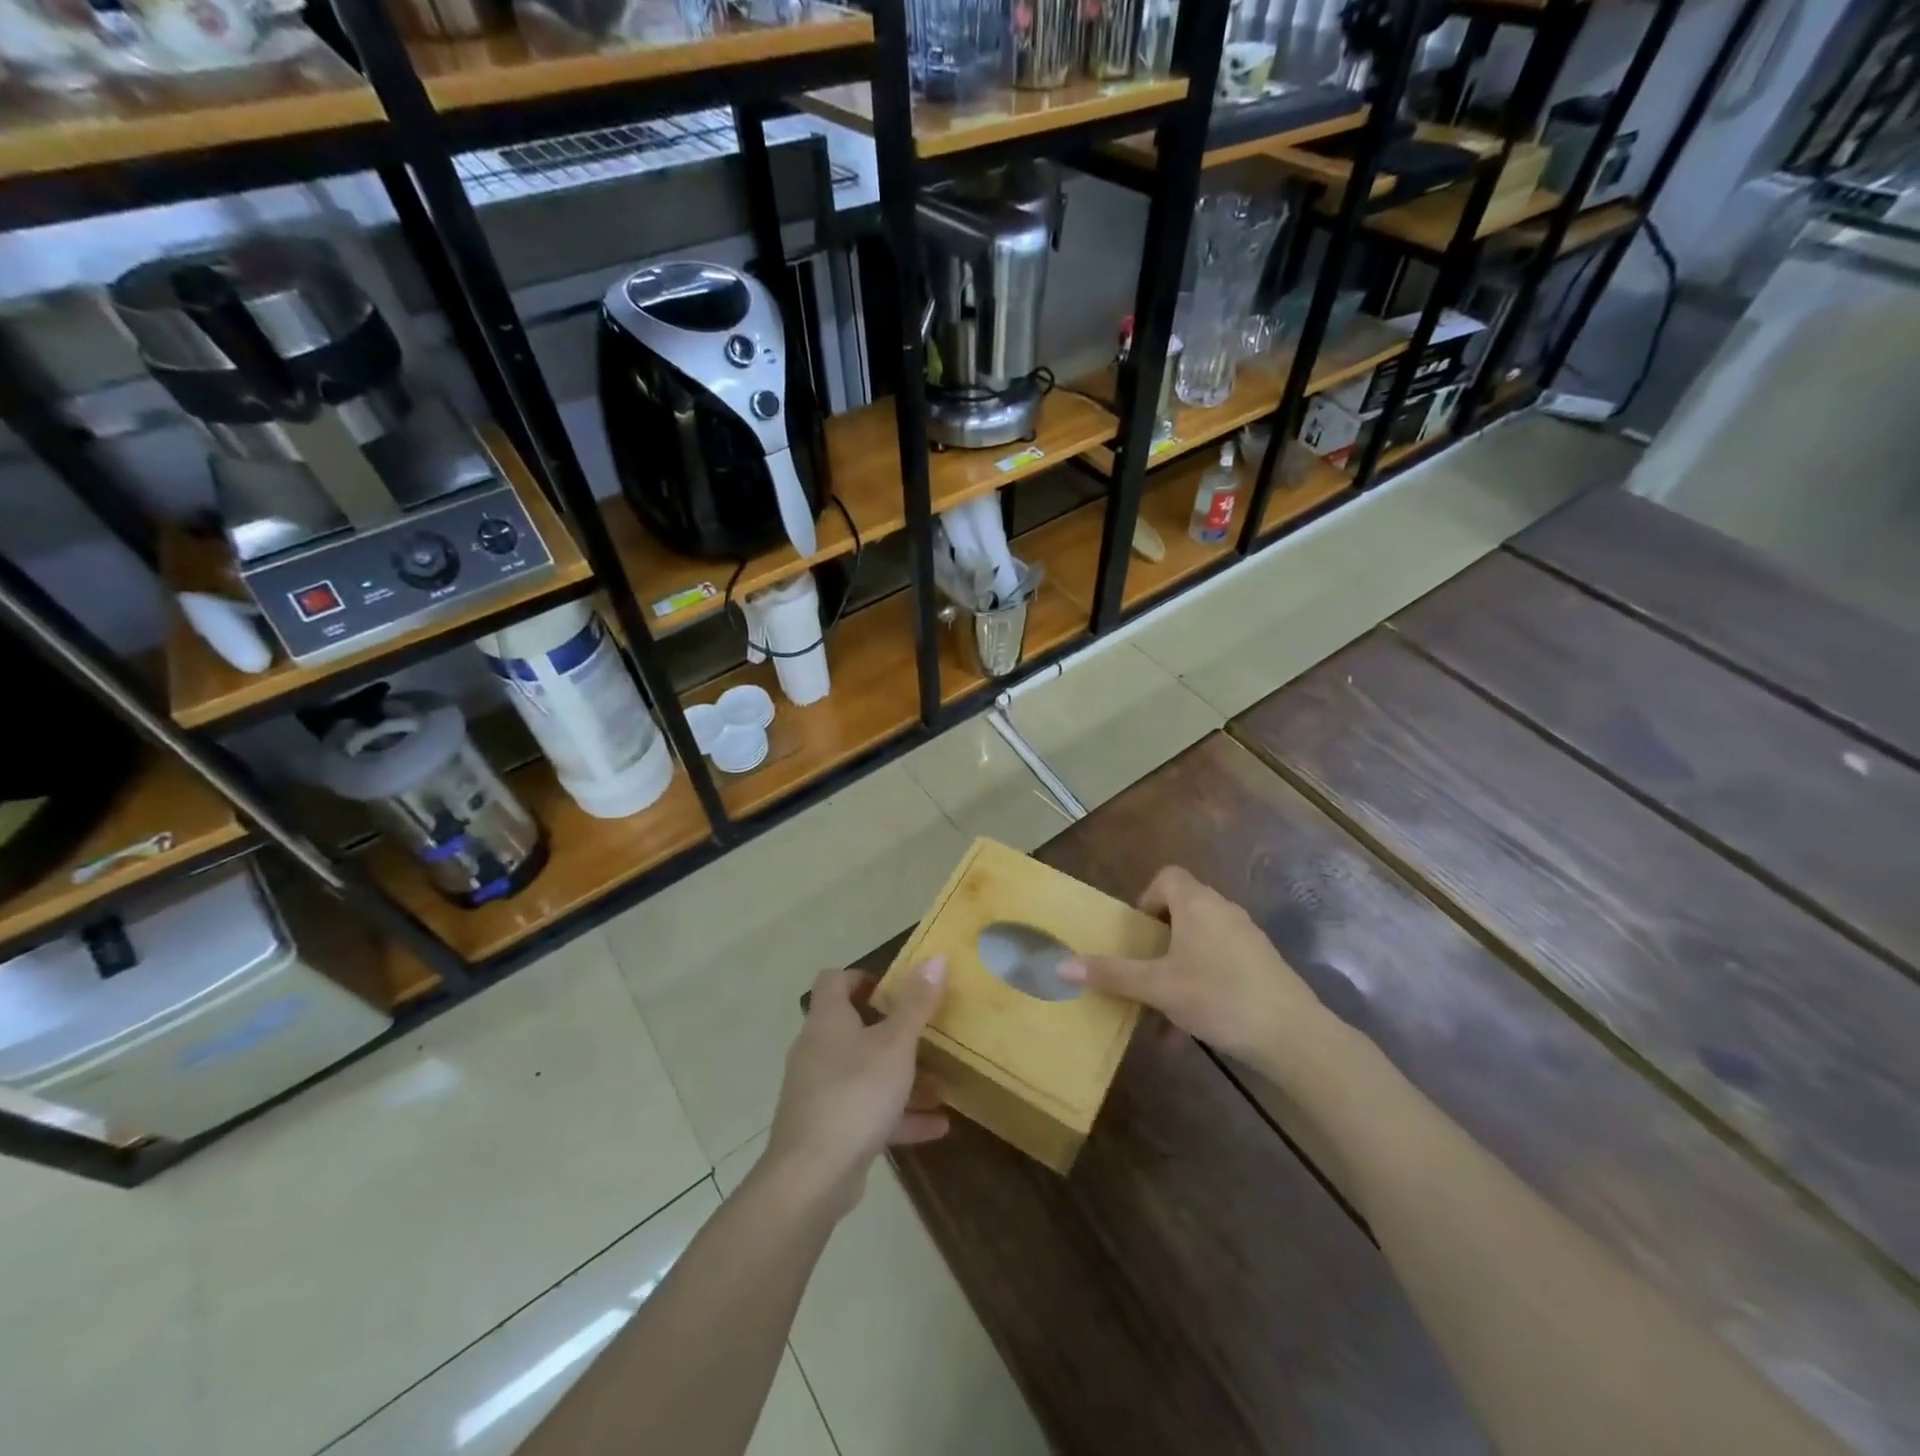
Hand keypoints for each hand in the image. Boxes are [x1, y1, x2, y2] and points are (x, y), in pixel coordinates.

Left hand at [761, 960, 949, 1218]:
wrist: (812, 1177)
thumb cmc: (855, 1094)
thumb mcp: (895, 1045)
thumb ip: (916, 1003)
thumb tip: (935, 958)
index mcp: (827, 1021)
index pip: (833, 981)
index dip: (862, 977)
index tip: (894, 987)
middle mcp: (817, 1050)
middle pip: (852, 1028)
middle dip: (892, 1031)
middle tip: (926, 1033)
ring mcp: (819, 1092)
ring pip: (864, 1073)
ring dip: (901, 1077)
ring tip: (941, 1084)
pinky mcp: (827, 1129)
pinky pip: (866, 1111)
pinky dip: (898, 1114)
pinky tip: (937, 1126)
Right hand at [1060, 867, 1327, 1064]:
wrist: (1294, 1035)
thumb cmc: (1218, 997)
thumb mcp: (1158, 988)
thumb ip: (1112, 974)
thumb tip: (1061, 964)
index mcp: (1197, 904)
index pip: (1167, 877)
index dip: (1146, 899)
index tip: (1136, 933)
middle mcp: (1223, 911)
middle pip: (1182, 911)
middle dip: (1157, 942)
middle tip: (1142, 970)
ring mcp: (1246, 939)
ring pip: (1200, 944)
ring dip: (1176, 971)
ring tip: (1160, 1012)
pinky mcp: (1262, 966)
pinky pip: (1220, 965)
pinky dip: (1200, 986)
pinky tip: (1189, 1032)